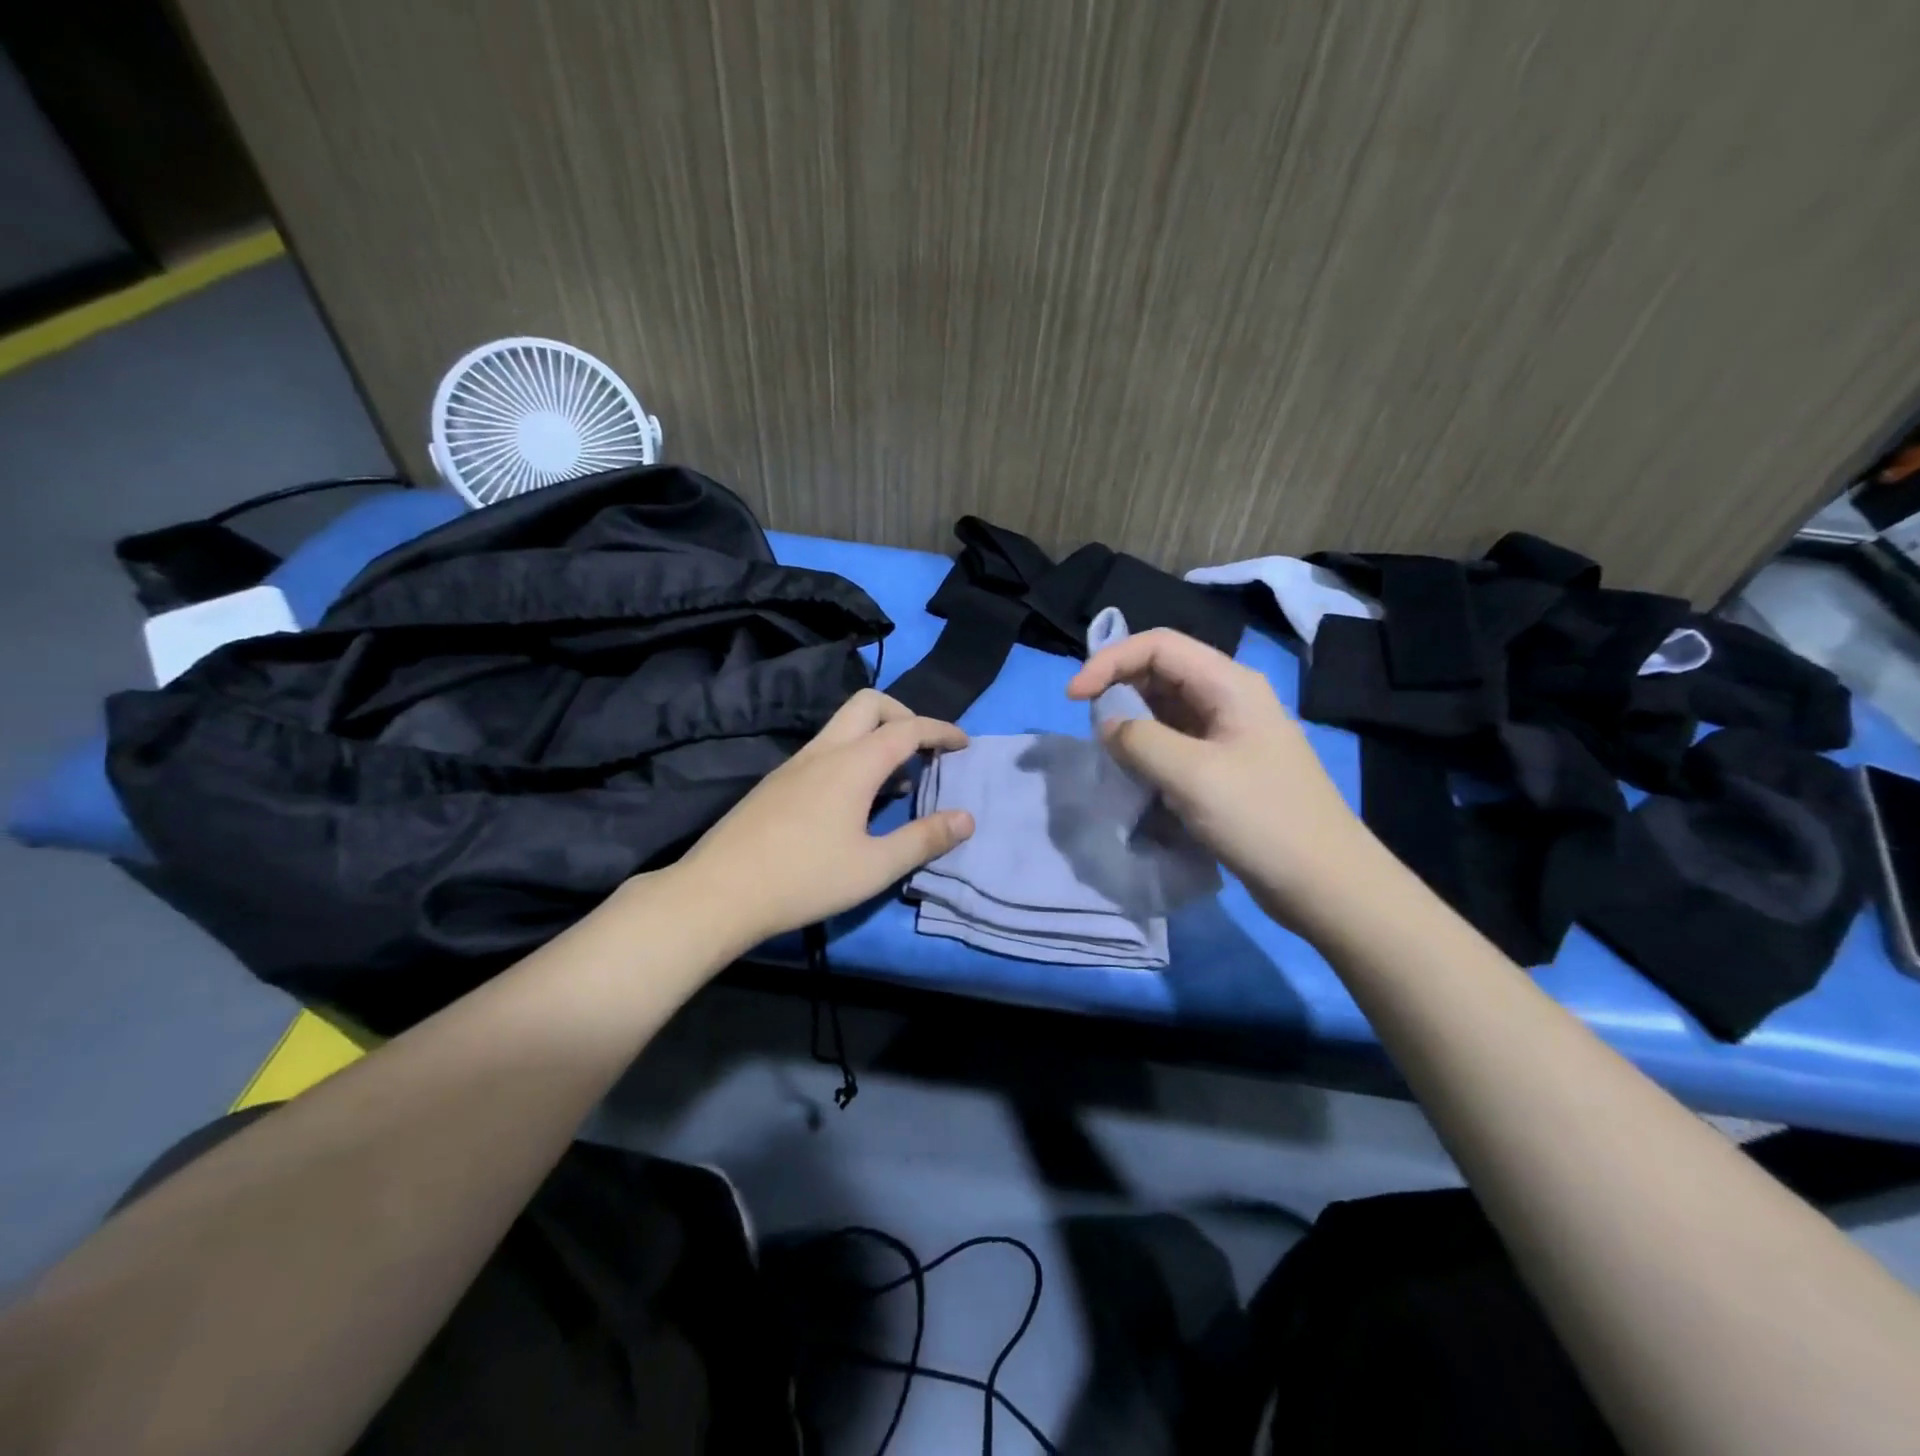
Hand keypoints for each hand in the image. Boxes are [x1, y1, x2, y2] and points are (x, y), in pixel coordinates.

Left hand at [672, 689, 973, 948]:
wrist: (718, 893)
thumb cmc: (804, 879)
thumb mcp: (874, 866)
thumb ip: (924, 839)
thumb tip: (967, 818)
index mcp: (852, 764)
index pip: (907, 728)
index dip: (941, 730)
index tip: (964, 744)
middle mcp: (823, 751)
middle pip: (869, 704)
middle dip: (904, 714)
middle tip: (925, 749)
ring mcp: (794, 764)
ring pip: (843, 726)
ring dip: (877, 736)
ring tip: (898, 779)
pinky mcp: (776, 783)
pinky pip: (825, 749)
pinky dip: (853, 755)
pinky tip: (855, 801)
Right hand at [1067, 629, 1378, 924]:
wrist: (1325, 883)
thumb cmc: (1262, 819)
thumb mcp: (1192, 775)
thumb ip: (1139, 740)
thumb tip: (1108, 725)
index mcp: (1230, 684)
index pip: (1159, 645)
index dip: (1110, 660)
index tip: (1073, 696)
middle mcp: (1230, 698)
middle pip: (1162, 671)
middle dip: (1119, 688)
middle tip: (1089, 725)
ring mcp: (1230, 733)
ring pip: (1167, 709)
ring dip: (1132, 722)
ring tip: (1109, 752)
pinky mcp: (1226, 766)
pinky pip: (1176, 742)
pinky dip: (1148, 750)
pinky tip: (1135, 775)